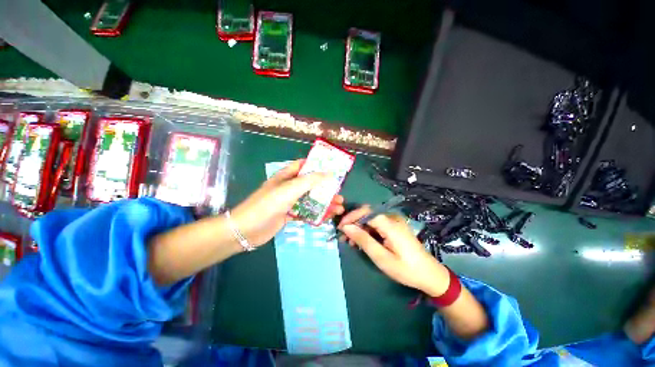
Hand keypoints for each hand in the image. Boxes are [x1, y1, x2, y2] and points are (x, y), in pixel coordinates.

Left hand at [231, 160, 344, 246]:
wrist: (246, 230)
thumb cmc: (267, 205)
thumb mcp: (289, 189)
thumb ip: (309, 180)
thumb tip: (328, 173)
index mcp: (287, 176)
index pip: (304, 165)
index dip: (318, 165)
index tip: (333, 170)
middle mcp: (289, 187)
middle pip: (311, 184)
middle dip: (326, 189)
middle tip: (340, 194)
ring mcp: (289, 201)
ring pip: (311, 199)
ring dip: (325, 203)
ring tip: (339, 208)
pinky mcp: (289, 214)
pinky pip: (306, 212)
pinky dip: (317, 214)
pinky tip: (327, 217)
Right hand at [338, 206, 449, 296]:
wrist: (429, 275)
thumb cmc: (405, 269)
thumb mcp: (381, 257)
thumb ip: (363, 240)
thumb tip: (346, 227)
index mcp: (390, 224)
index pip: (366, 212)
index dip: (351, 217)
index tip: (340, 228)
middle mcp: (392, 218)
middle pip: (367, 213)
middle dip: (353, 223)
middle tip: (343, 236)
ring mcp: (394, 222)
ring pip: (371, 219)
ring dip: (359, 227)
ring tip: (350, 241)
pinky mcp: (395, 227)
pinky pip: (377, 224)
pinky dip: (367, 231)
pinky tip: (361, 241)